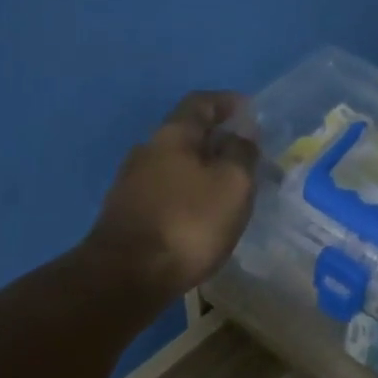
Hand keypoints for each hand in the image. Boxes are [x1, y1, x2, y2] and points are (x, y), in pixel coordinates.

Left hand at [83, 91, 259, 302]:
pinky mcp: (128, 216)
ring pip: (175, 167)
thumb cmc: (188, 223)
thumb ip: (241, 154)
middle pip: (185, 136)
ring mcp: (132, 185)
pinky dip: (188, 196)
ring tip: (228, 191)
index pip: (200, 103)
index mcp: (171, 136)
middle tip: (246, 157)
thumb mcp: (231, 185)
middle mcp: (146, 152)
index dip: (227, 102)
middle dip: (217, 141)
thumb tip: (244, 132)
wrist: (128, 275)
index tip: (249, 110)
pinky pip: (166, 194)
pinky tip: (202, 217)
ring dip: (202, 172)